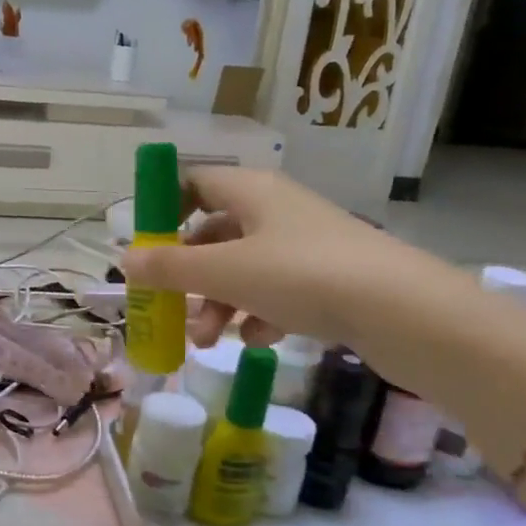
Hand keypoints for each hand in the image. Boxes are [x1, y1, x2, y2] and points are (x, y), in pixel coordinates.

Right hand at [120, 168, 400, 349]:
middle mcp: (276, 209)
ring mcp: (304, 244)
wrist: (400, 309)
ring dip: (219, 303)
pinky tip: (258, 340)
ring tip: (207, 343)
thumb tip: (126, 260)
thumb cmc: (301, 275)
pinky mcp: (327, 277)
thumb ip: (170, 269)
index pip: (195, 183)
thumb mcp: (225, 272)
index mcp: (251, 190)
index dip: (166, 211)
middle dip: (190, 277)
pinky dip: (259, 313)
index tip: (147, 249)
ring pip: (244, 268)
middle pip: (215, 234)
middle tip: (172, 311)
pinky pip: (277, 290)